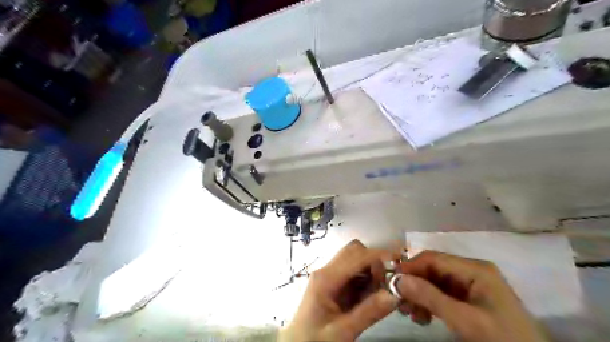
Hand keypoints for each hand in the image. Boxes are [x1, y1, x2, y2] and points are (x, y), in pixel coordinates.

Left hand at [281, 240, 400, 341]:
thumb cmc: (315, 340)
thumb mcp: (342, 331)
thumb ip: (369, 313)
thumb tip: (395, 294)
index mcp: (326, 278)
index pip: (355, 256)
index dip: (378, 255)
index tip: (400, 261)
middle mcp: (327, 271)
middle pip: (354, 252)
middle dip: (374, 262)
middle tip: (387, 283)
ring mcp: (330, 277)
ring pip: (356, 261)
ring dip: (372, 272)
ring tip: (381, 293)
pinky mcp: (334, 285)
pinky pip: (354, 274)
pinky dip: (367, 280)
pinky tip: (372, 297)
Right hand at [396, 251, 548, 341]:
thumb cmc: (503, 340)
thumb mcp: (466, 320)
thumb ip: (431, 298)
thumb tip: (398, 280)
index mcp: (475, 269)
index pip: (433, 259)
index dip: (410, 267)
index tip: (391, 281)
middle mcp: (471, 272)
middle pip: (433, 270)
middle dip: (414, 285)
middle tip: (399, 303)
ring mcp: (470, 286)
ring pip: (434, 283)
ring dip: (419, 296)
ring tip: (410, 314)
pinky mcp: (469, 301)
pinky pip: (441, 295)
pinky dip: (429, 304)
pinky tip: (422, 317)